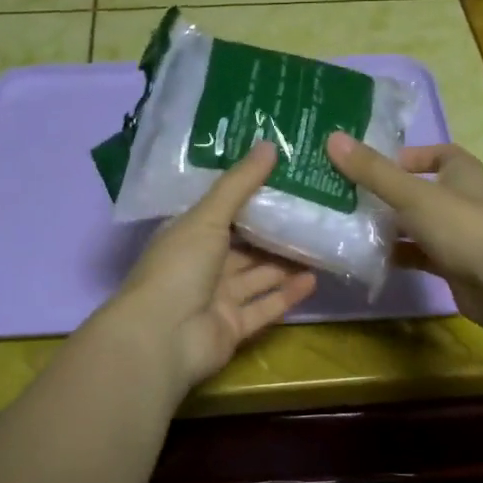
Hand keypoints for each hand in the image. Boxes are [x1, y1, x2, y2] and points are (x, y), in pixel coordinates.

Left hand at [100, 140, 318, 395]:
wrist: (162, 337)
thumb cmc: (179, 267)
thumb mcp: (208, 217)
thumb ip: (239, 184)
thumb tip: (269, 144)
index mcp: (188, 235)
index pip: (222, 212)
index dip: (250, 196)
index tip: (284, 179)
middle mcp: (202, 265)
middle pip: (244, 246)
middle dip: (274, 230)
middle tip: (312, 209)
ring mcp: (217, 299)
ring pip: (257, 276)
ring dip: (285, 262)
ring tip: (320, 241)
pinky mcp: (233, 327)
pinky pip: (265, 307)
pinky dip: (287, 295)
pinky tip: (314, 278)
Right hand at [327, 132, 482, 333]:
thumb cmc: (462, 227)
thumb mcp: (412, 195)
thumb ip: (373, 171)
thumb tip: (333, 138)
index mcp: (462, 172)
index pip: (438, 153)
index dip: (410, 157)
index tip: (377, 166)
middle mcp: (464, 199)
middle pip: (422, 191)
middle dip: (390, 194)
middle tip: (351, 197)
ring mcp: (461, 235)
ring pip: (419, 225)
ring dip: (392, 227)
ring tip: (354, 227)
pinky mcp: (456, 266)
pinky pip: (422, 255)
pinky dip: (401, 255)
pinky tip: (373, 259)